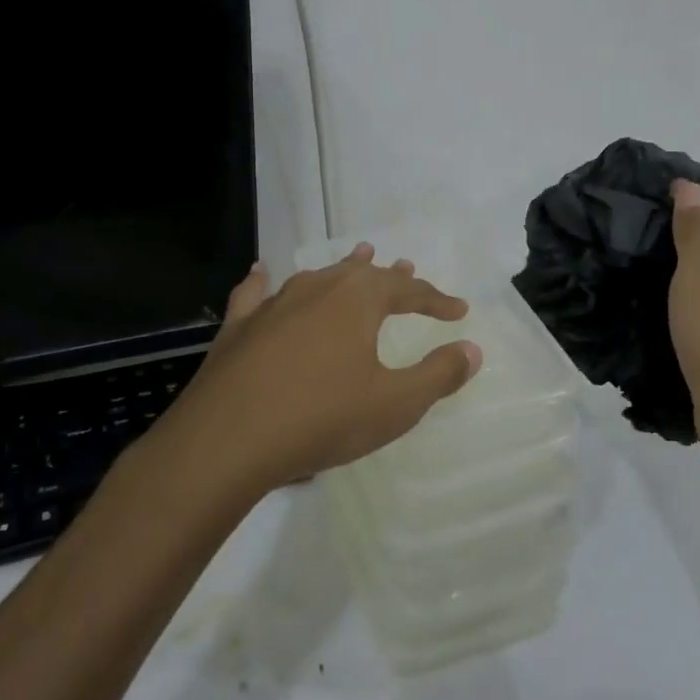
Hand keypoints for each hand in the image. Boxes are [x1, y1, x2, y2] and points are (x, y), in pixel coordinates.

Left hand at [153, 244, 482, 499]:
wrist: (227, 440)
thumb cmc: (322, 418)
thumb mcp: (395, 404)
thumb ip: (438, 375)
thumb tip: (472, 349)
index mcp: (358, 300)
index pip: (407, 291)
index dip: (436, 300)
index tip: (459, 312)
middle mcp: (316, 289)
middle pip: (361, 274)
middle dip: (389, 277)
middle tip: (407, 269)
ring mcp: (272, 305)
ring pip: (316, 277)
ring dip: (342, 272)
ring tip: (357, 260)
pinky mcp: (238, 327)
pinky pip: (256, 294)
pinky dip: (265, 282)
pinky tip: (262, 273)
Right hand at [667, 179, 699, 451]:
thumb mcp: (697, 277)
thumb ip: (694, 231)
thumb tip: (691, 186)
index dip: (687, 204)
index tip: (649, 202)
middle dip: (689, 233)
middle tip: (645, 232)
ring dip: (692, 264)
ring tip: (652, 262)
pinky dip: (699, 292)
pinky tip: (673, 299)